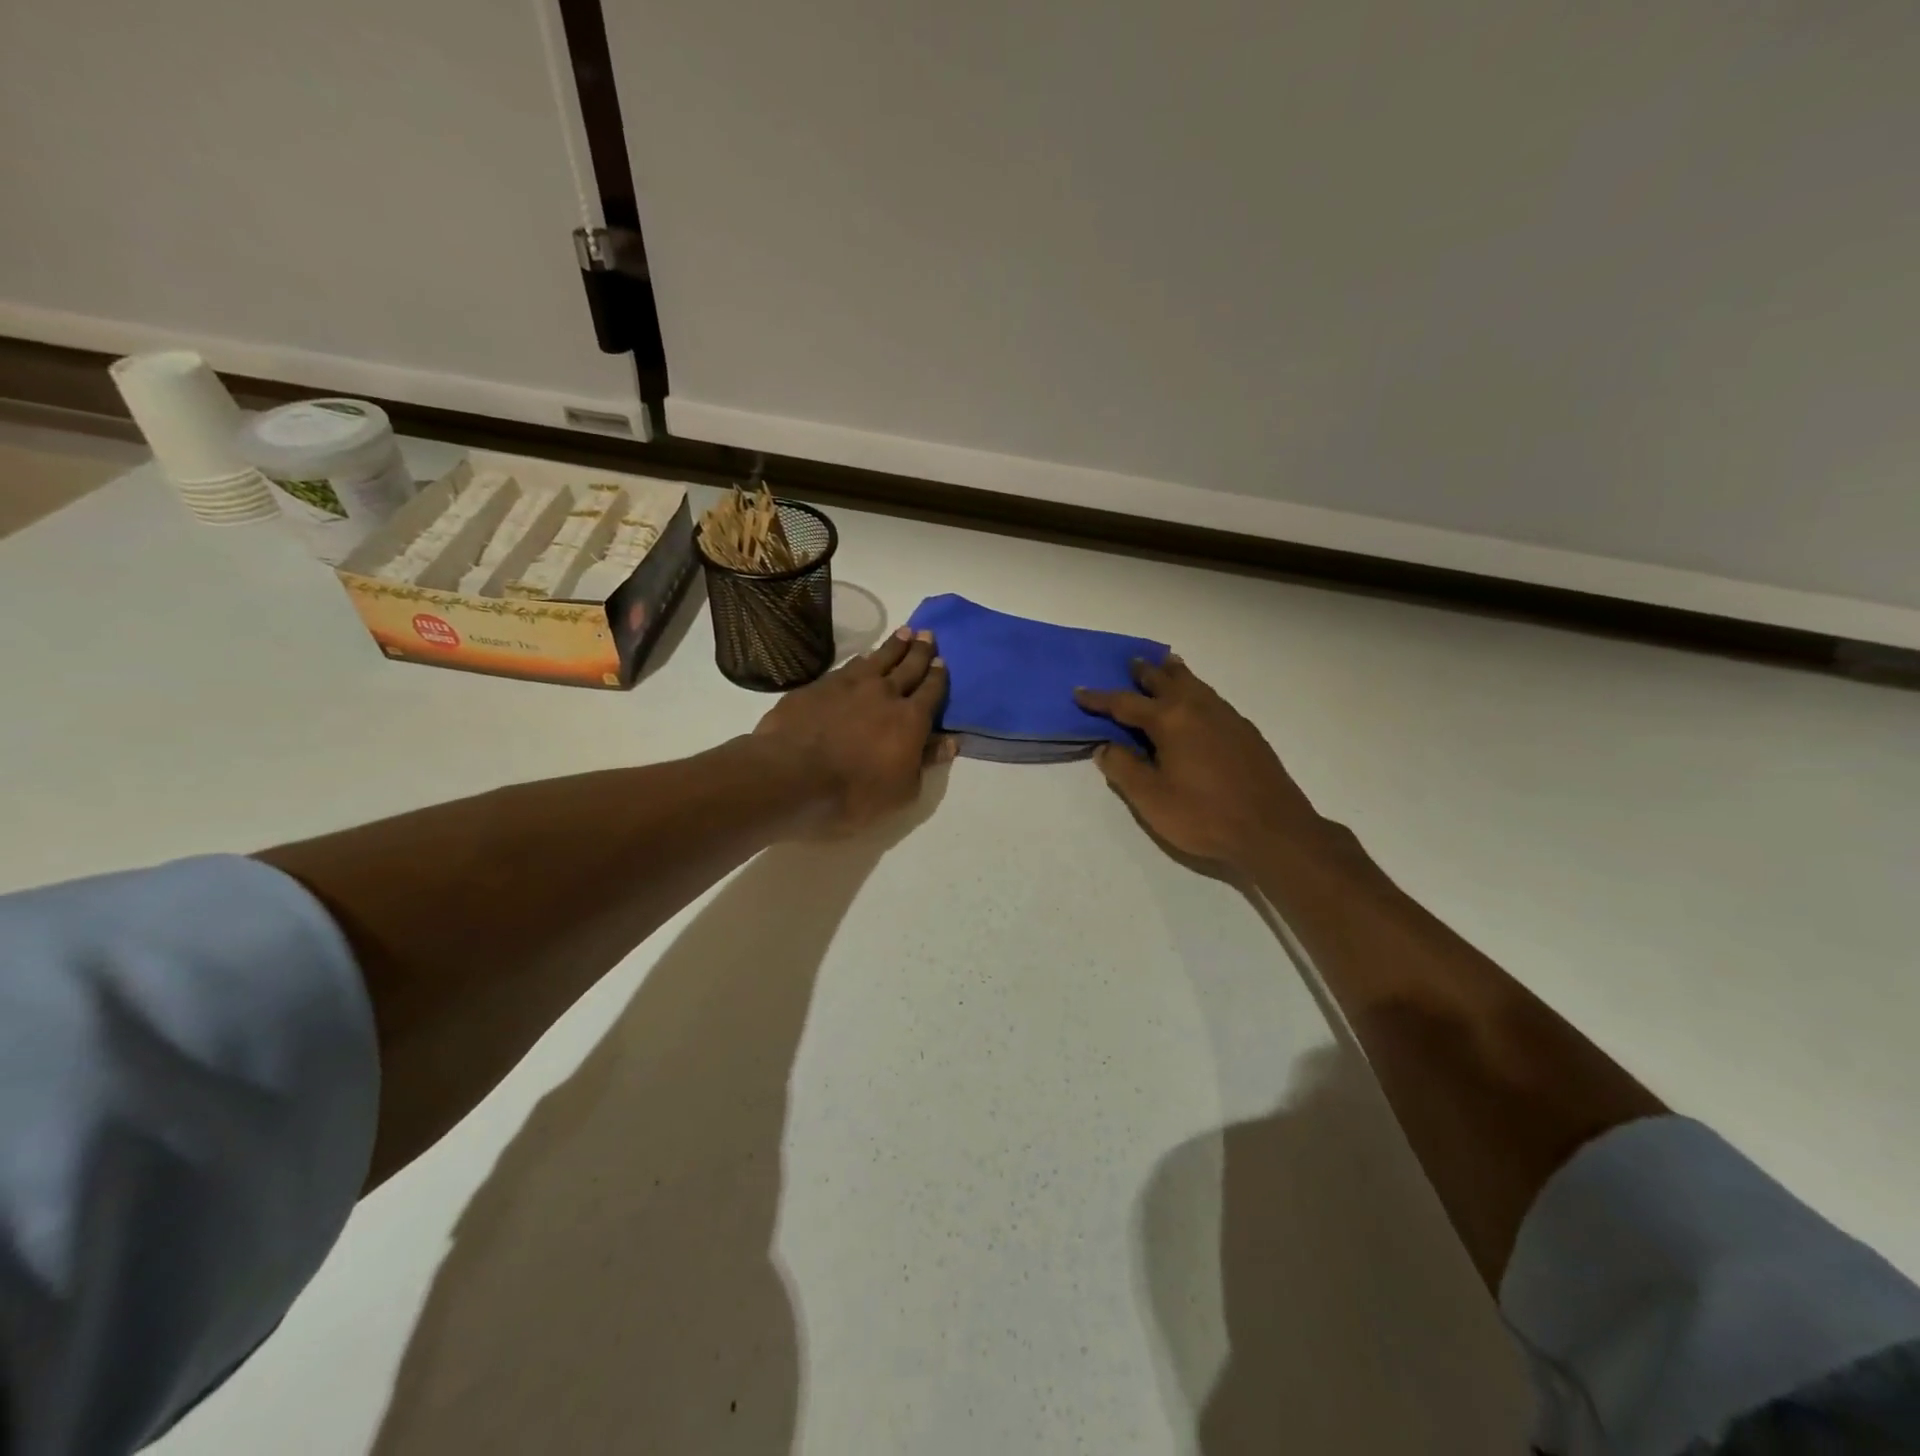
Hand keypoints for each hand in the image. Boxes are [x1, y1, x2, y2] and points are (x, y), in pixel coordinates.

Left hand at [755, 627, 952, 834]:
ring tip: (903, 632)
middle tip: (927, 633)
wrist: (793, 775)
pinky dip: (861, 658)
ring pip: (878, 658)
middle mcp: (884, 693)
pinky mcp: (819, 686)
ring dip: (893, 645)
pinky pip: (848, 666)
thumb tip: (951, 742)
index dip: (937, 676)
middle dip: (919, 650)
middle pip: (908, 666)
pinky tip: (863, 656)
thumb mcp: (903, 790)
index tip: (941, 660)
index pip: (930, 692)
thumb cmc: (855, 793)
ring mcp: (849, 685)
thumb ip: (926, 761)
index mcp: (910, 719)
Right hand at [1075, 656, 1329, 869]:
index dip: (1099, 698)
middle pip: (1165, 681)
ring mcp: (1226, 717)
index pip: (1125, 703)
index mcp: (1170, 720)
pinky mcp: (1245, 731)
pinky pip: (1212, 697)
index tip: (1080, 691)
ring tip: (1165, 666)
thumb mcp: (1150, 798)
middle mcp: (1197, 708)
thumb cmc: (1204, 815)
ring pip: (1194, 684)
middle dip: (1144, 672)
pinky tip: (1198, 702)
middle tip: (1131, 662)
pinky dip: (1197, 690)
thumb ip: (1123, 768)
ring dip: (1174, 674)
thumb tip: (1105, 746)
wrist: (1273, 829)